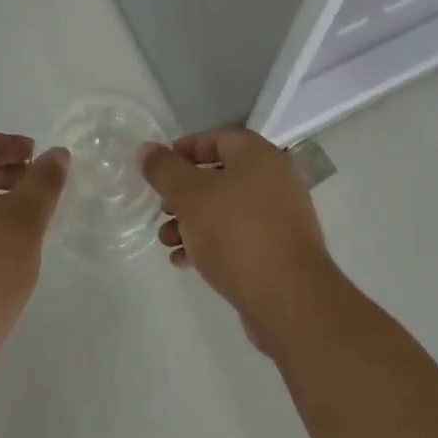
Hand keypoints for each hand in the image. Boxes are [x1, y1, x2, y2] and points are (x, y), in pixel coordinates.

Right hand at [142, 128, 340, 354]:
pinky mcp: (279, 251)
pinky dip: (212, 243)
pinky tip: (185, 262)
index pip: (217, 137)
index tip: (159, 168)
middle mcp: (274, 179)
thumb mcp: (191, 196)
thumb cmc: (237, 233)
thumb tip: (147, 149)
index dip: (185, 149)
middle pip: (220, 175)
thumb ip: (165, 170)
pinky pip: (239, 237)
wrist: (290, 300)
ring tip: (167, 240)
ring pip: (227, 209)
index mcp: (258, 155)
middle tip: (162, 208)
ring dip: (193, 221)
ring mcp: (280, 217)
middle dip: (185, 192)